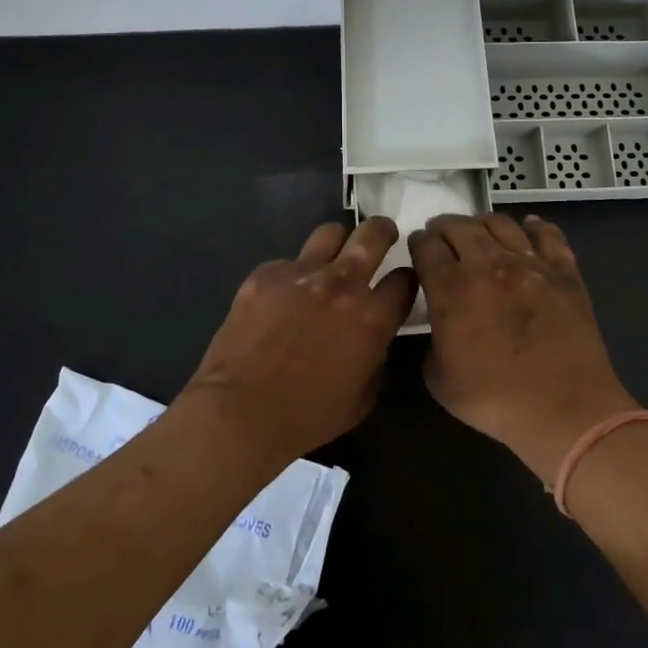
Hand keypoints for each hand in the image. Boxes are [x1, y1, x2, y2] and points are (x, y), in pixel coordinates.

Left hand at [182, 217, 415, 466]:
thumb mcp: (362, 398)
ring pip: (330, 233)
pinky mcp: (265, 274)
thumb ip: (376, 357)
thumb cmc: (307, 417)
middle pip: (374, 234)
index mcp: (371, 318)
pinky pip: (286, 263)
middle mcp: (341, 284)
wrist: (240, 412)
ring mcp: (301, 273)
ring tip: (330, 260)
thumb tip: (372, 338)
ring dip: (337, 245)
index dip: (407, 280)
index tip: (400, 284)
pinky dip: (291, 276)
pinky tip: (279, 300)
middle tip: (381, 237)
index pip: (405, 279)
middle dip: (383, 231)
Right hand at [410, 213, 641, 483]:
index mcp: (452, 289)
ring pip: (500, 223)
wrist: (565, 410)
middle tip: (440, 233)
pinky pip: (549, 235)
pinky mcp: (564, 271)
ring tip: (477, 229)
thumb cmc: (496, 400)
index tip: (417, 245)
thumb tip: (440, 323)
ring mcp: (530, 264)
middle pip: (459, 227)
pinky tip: (530, 226)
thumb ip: (431, 341)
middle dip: (443, 226)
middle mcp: (488, 265)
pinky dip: (536, 226)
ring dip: (481, 222)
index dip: (418, 242)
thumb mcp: (439, 380)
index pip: (426, 247)